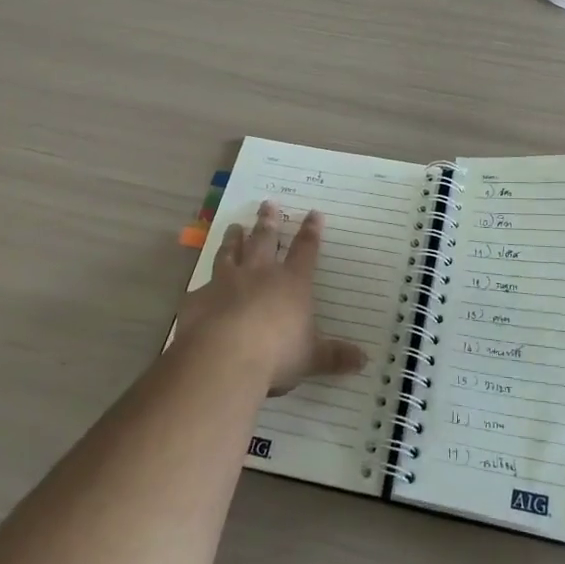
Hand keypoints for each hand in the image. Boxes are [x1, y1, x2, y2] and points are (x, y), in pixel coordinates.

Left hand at [177, 202, 366, 394]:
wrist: (224, 357)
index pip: (306, 251)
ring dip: (234, 239)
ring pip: (231, 252)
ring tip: (234, 226)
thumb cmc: (277, 354)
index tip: (314, 213)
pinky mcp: (199, 298)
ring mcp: (226, 282)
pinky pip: (202, 286)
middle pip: (265, 240)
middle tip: (267, 203)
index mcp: (292, 283)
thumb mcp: (312, 357)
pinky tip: (200, 286)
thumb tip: (365, 360)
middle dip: (268, 221)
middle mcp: (260, 274)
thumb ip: (335, 357)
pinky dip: (203, 285)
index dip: (311, 232)